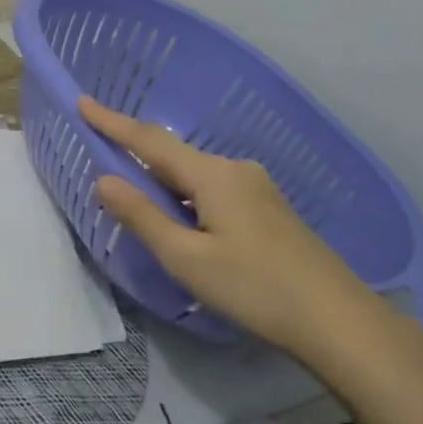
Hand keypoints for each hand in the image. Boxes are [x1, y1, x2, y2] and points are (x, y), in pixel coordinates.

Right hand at [79, 96, 379, 363]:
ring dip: (164, 182)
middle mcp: (235, 170)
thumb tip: (104, 179)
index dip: (112, 122)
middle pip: (174, 155)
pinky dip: (187, 197)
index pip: (150, 141)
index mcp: (212, 175)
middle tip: (104, 160)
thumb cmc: (255, 289)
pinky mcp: (269, 210)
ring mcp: (257, 188)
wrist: (340, 322)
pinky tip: (186, 224)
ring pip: (195, 176)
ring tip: (140, 203)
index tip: (82, 101)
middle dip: (137, 155)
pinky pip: (213, 190)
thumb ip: (142, 217)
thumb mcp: (187, 259)